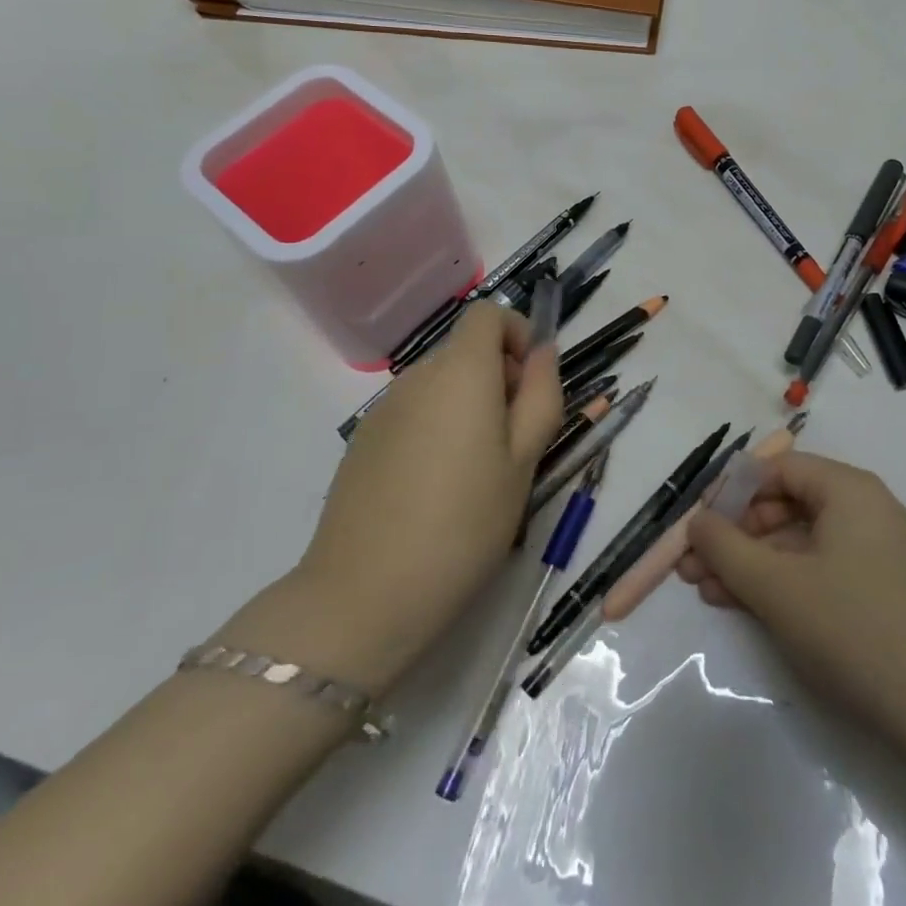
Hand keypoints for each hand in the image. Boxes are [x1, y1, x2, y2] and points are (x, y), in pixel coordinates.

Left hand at [249, 301, 563, 694]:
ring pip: (439, 383)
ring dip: (468, 404)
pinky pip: (412, 412)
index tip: (530, 383)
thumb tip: (543, 351)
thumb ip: (541, 394)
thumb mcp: (525, 461)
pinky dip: (436, 426)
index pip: (487, 312)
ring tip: (478, 470)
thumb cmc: (465, 523)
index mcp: (461, 372)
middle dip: (499, 376)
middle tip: (515, 440)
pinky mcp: (362, 440)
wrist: (365, 593)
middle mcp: (417, 375)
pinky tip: (436, 487)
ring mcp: (383, 408)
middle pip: (465, 349)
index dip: (516, 333)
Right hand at [680, 452, 905, 751]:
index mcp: (849, 490)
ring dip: (750, 562)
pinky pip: (819, 567)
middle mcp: (866, 508)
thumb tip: (696, 522)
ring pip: (798, 541)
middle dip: (735, 535)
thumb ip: (725, 547)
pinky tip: (744, 605)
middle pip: (786, 504)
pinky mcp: (880, 588)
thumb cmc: (852, 630)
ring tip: (707, 591)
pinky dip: (781, 581)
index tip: (698, 525)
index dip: (731, 493)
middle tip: (694, 567)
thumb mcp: (775, 586)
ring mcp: (876, 550)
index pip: (777, 469)